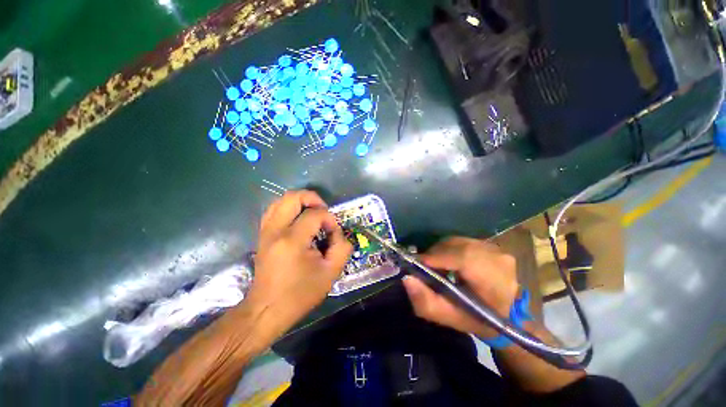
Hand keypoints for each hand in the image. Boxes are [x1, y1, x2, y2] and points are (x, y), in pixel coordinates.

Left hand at [248, 190, 352, 330]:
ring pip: (280, 200)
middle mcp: (276, 230)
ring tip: (312, 213)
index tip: (333, 233)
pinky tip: (299, 219)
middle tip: (323, 211)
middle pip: (292, 197)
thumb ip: (342, 247)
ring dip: (300, 202)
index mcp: (293, 240)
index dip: (329, 219)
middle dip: (312, 198)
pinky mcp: (262, 235)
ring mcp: (266, 232)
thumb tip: (336, 231)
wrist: (267, 310)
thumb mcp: (331, 273)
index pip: (315, 214)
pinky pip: (274, 210)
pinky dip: (288, 208)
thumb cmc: (300, 294)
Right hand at [402, 237, 518, 338]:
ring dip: (441, 251)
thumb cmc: (478, 320)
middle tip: (424, 266)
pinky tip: (447, 260)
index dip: (437, 257)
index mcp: (495, 281)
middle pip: (457, 246)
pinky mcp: (491, 244)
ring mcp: (496, 248)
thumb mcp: (450, 318)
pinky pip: (461, 241)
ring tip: (435, 265)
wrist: (507, 313)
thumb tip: (407, 278)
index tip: (417, 263)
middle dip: (435, 254)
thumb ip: (426, 302)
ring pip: (457, 241)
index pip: (463, 258)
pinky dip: (449, 248)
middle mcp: (498, 258)